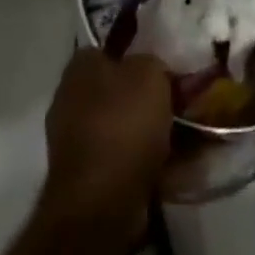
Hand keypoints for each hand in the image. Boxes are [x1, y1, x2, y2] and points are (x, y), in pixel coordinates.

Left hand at [41, 48, 172, 224]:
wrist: (99, 204)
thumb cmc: (122, 124)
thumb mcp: (150, 73)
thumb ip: (154, 64)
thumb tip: (154, 73)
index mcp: (80, 66)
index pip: (110, 49)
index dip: (138, 57)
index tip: (164, 70)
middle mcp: (70, 99)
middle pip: (117, 91)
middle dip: (147, 100)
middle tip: (180, 105)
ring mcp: (74, 143)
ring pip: (122, 129)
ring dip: (149, 134)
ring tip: (184, 140)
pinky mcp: (85, 181)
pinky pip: (121, 162)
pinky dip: (144, 164)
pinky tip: (171, 168)